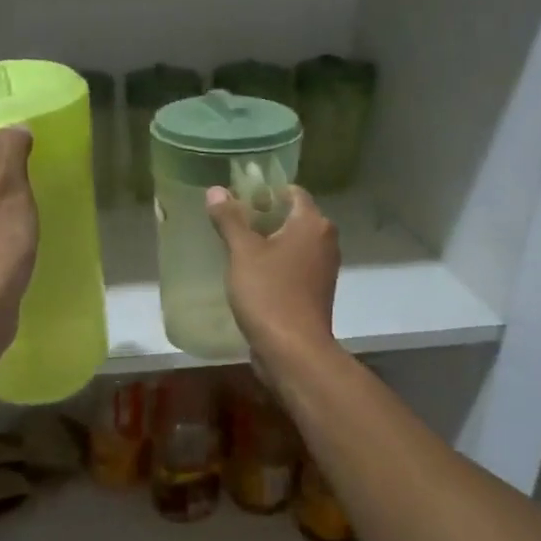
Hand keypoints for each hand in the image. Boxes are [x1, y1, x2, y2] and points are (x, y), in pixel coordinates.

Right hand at [206, 184, 338, 362]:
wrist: (293, 350)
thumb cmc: (269, 293)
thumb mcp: (242, 253)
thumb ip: (230, 219)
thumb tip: (216, 190)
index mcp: (312, 223)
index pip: (291, 192)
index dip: (265, 191)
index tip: (237, 197)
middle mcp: (325, 240)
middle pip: (293, 217)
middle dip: (264, 216)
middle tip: (231, 221)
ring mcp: (323, 268)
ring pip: (293, 243)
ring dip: (269, 242)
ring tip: (237, 246)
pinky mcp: (316, 291)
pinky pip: (294, 266)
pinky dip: (276, 264)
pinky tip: (251, 274)